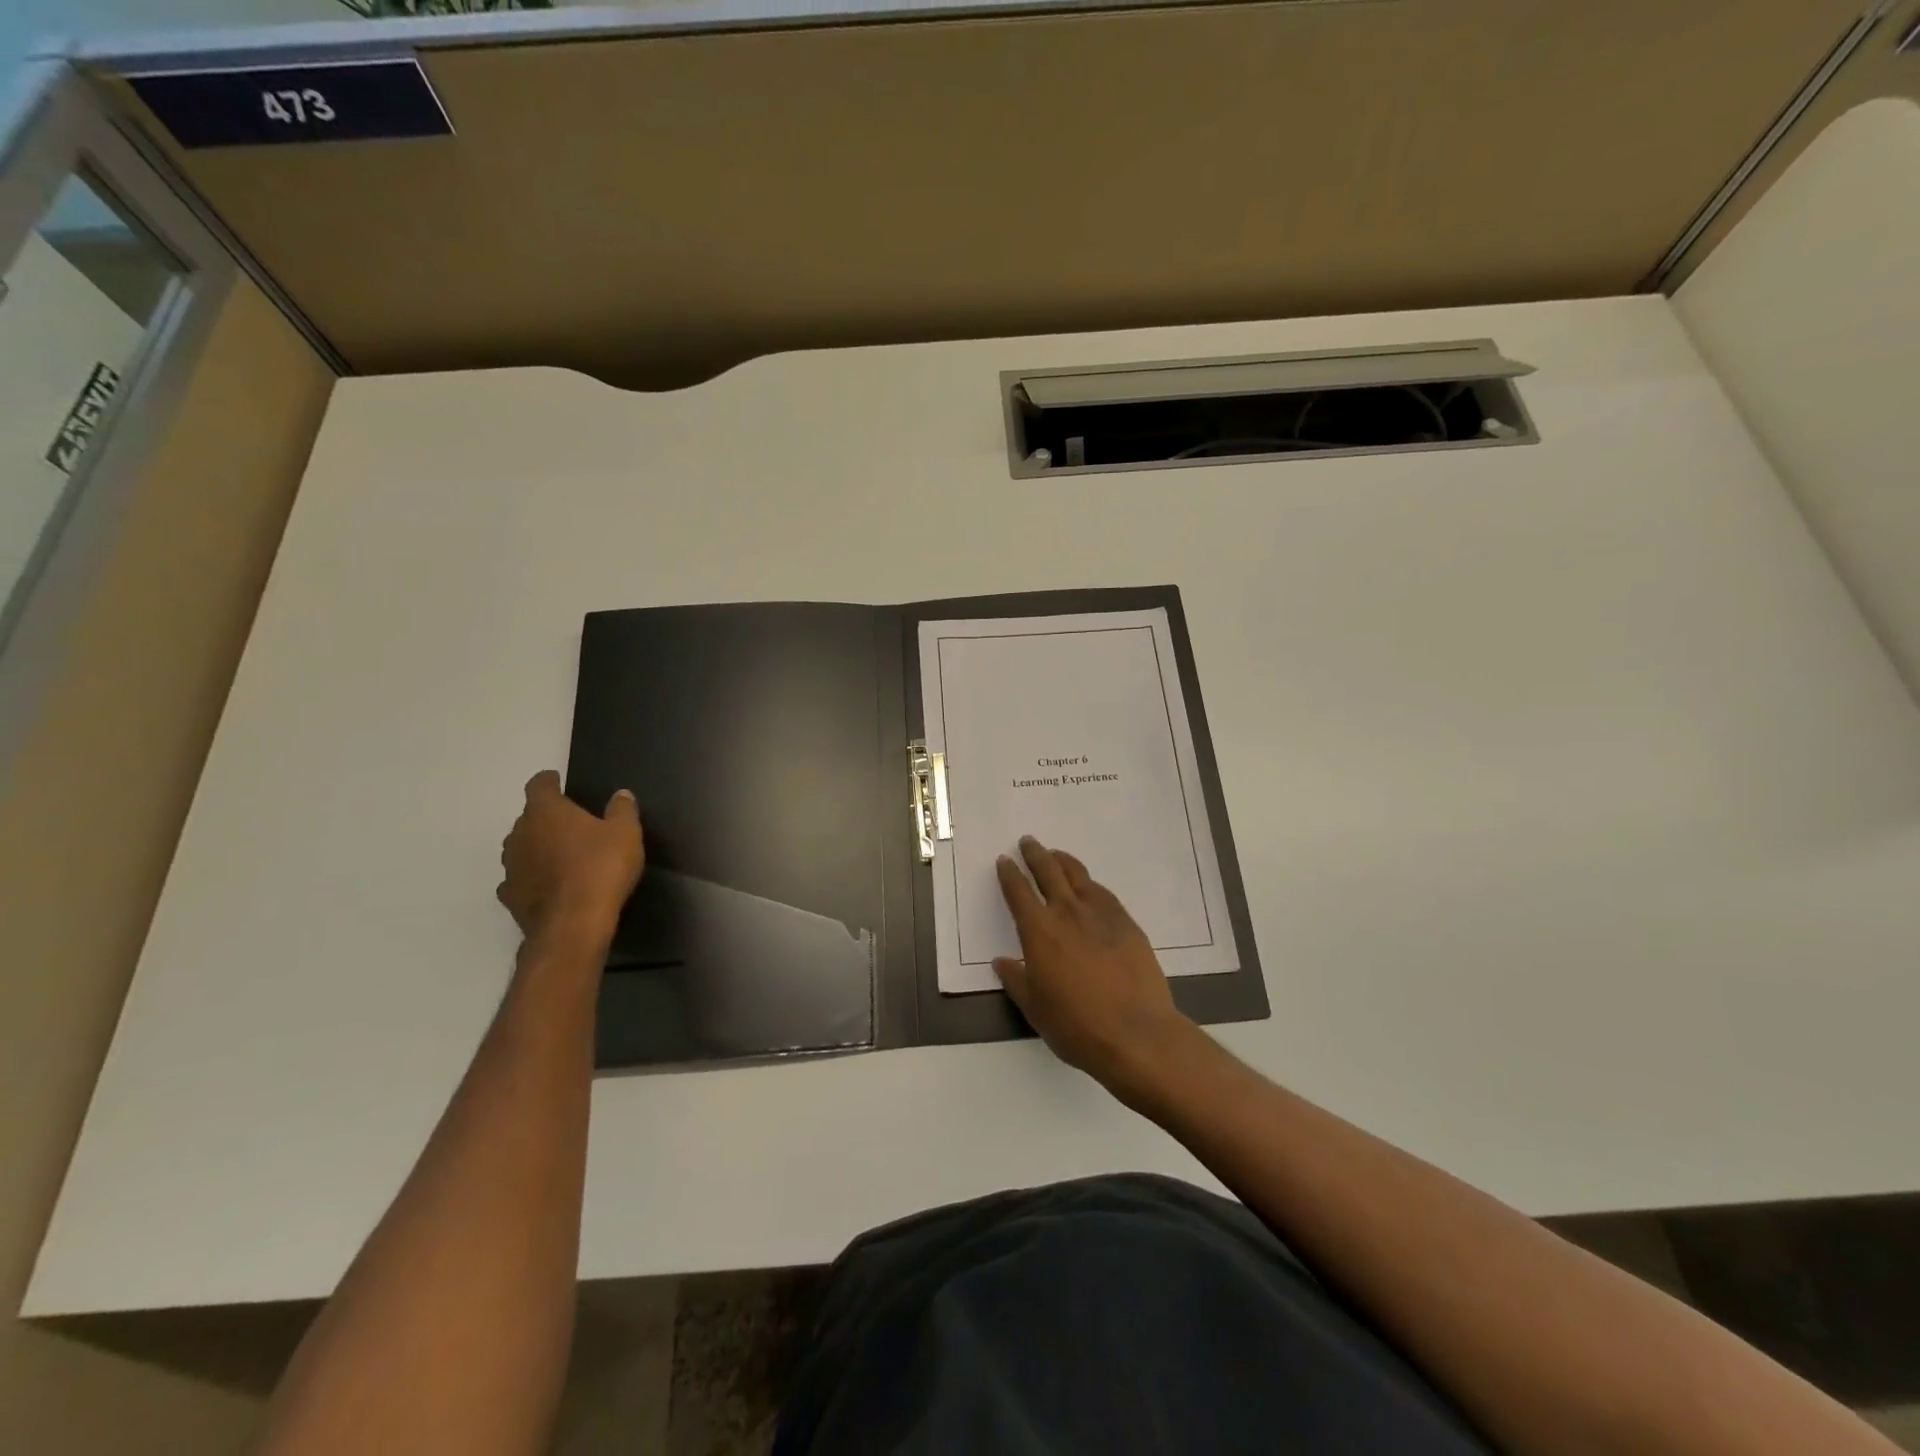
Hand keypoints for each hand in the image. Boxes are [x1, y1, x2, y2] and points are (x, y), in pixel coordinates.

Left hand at [497, 771, 644, 941]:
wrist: (573, 924)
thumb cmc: (601, 868)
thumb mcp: (626, 833)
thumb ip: (622, 810)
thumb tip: (621, 794)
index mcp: (546, 812)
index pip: (539, 785)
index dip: (549, 781)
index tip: (558, 780)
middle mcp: (520, 834)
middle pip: (529, 817)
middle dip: (546, 818)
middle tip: (571, 824)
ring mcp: (511, 867)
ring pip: (521, 848)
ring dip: (537, 847)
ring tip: (561, 855)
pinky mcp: (510, 896)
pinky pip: (520, 878)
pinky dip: (532, 877)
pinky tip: (548, 884)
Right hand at [994, 836, 1199, 1101]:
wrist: (1136, 1034)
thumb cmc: (1076, 1026)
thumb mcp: (1035, 1008)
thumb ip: (1016, 980)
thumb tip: (1003, 961)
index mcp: (1039, 931)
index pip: (1018, 891)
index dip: (1009, 874)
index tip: (1004, 861)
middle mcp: (1067, 913)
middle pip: (1049, 871)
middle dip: (1035, 854)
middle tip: (1028, 842)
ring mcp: (1101, 914)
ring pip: (1078, 875)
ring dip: (1063, 861)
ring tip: (1056, 856)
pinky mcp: (1127, 923)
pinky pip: (1103, 893)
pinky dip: (1089, 884)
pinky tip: (1089, 887)